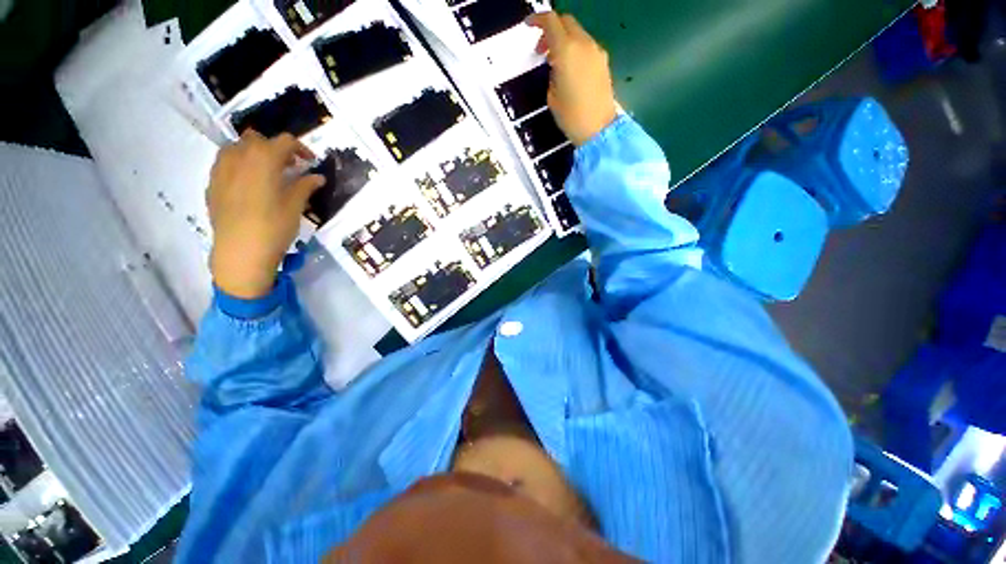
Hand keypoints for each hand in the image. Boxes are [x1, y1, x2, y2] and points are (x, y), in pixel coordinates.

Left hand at [207, 130, 324, 298]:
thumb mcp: (295, 206)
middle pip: (257, 139)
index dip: (300, 148)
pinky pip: (225, 163)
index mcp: (263, 159)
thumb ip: (305, 186)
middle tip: (290, 167)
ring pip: (237, 148)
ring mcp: (221, 169)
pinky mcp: (212, 184)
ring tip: (268, 174)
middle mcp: (238, 157)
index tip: (310, 162)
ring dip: (255, 154)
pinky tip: (249, 186)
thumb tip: (317, 176)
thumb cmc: (273, 228)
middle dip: (275, 148)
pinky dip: (240, 166)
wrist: (240, 252)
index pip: (284, 141)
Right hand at [527, 12, 617, 145]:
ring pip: (577, 33)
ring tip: (555, 62)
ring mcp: (596, 52)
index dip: (537, 20)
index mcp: (566, 51)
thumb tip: (555, 64)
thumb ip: (552, 72)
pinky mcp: (603, 61)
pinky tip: (570, 68)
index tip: (529, 25)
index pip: (551, 22)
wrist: (598, 129)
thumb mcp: (552, 95)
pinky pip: (586, 46)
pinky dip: (575, 49)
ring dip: (564, 40)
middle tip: (542, 49)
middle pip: (566, 21)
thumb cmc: (571, 116)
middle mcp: (583, 44)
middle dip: (551, 29)